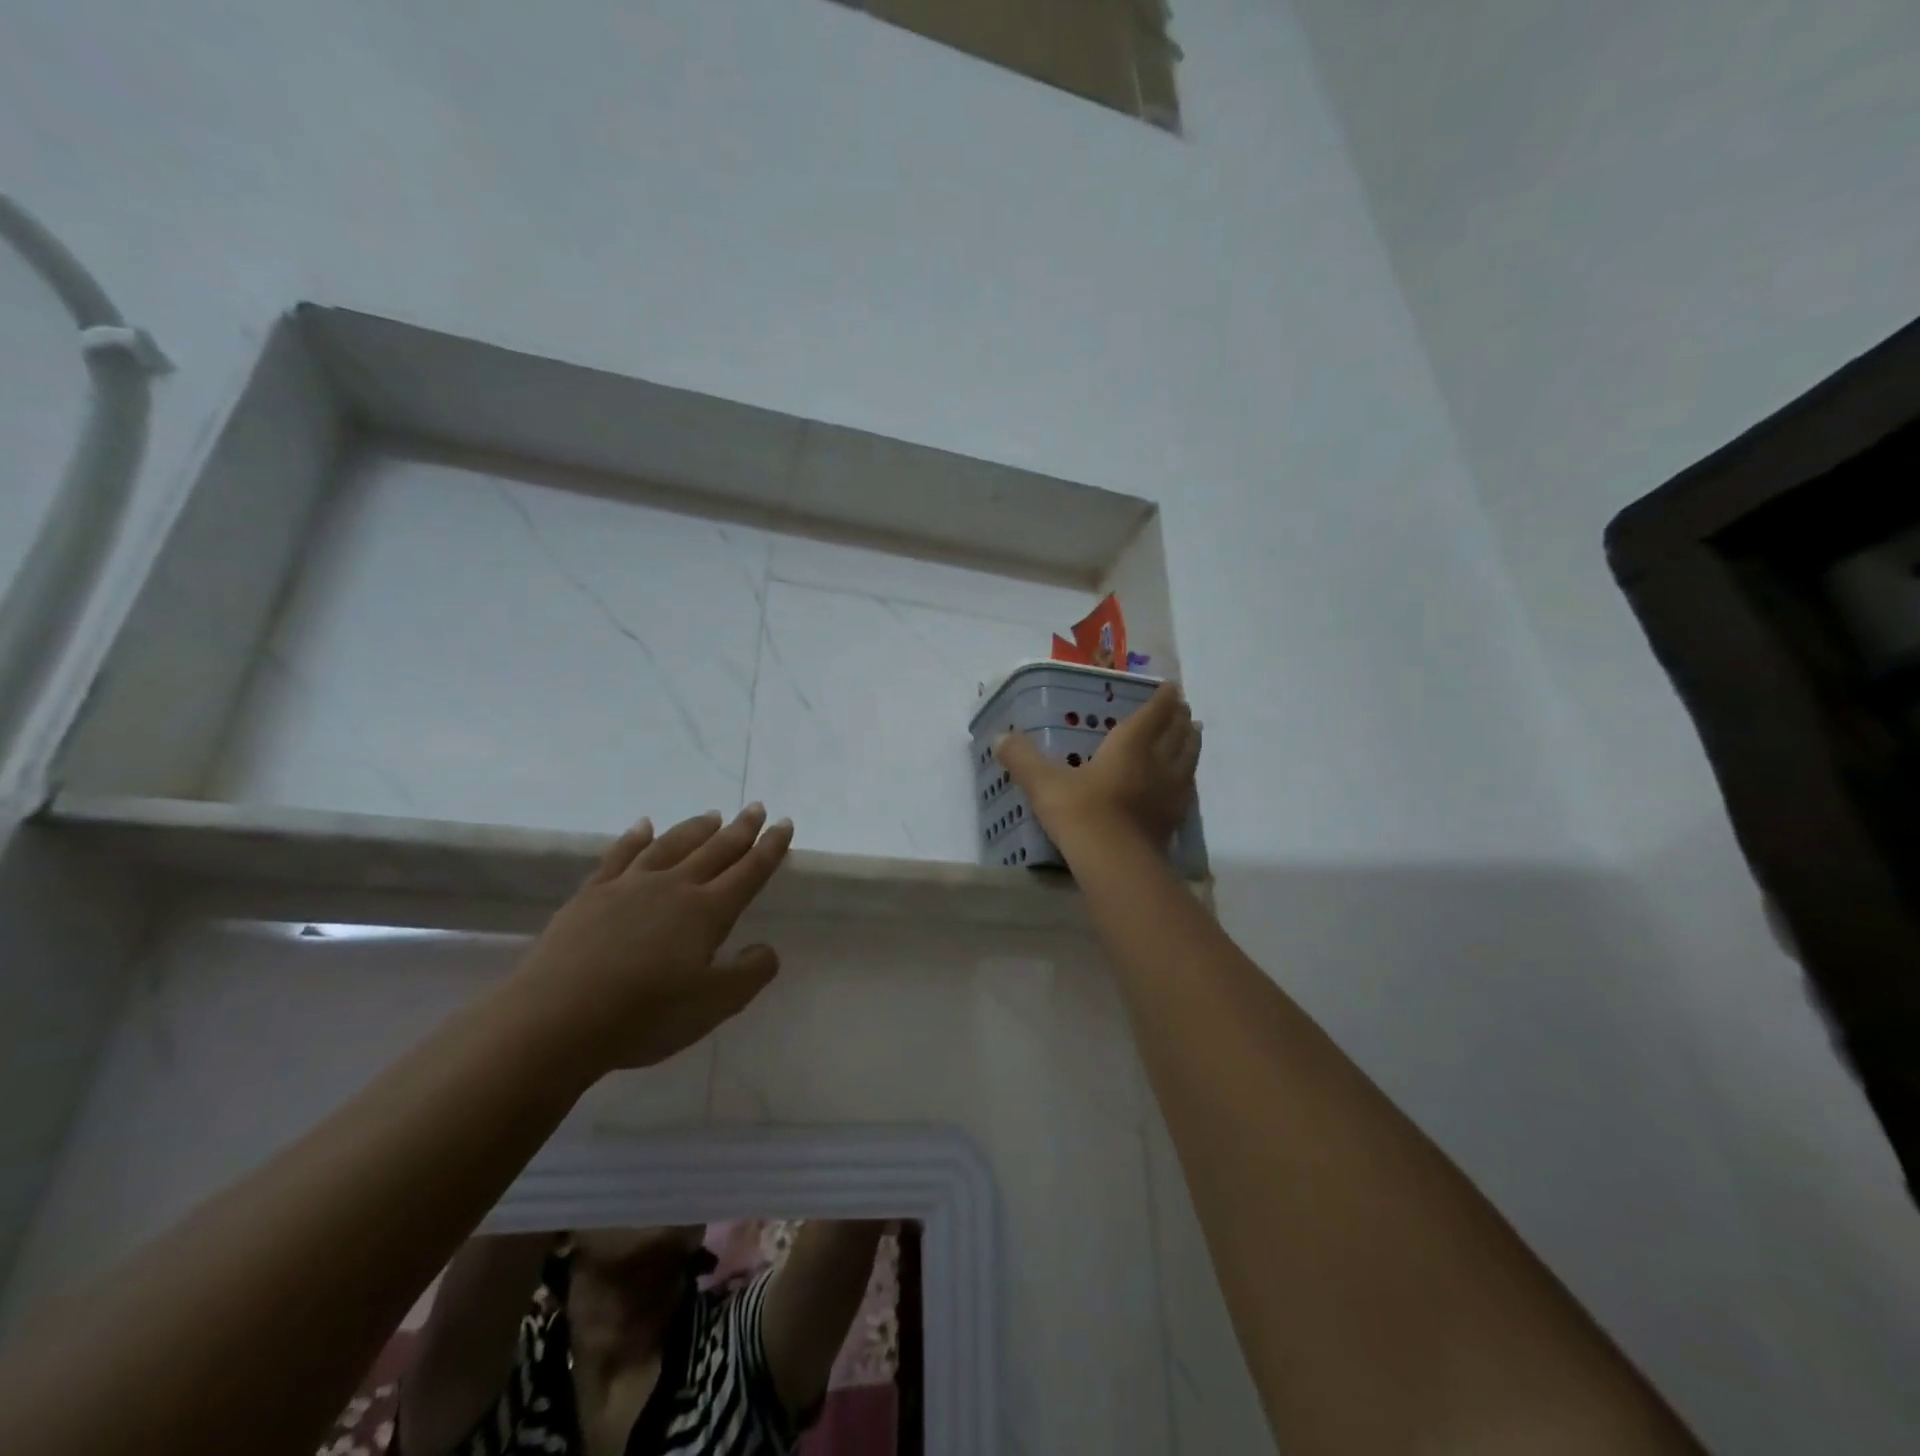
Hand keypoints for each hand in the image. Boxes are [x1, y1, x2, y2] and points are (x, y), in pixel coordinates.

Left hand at [512, 804, 793, 1071]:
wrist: (555, 1019)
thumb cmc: (644, 1015)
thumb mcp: (714, 1005)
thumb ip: (750, 973)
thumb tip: (767, 947)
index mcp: (707, 912)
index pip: (748, 872)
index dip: (770, 848)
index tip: (784, 824)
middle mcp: (673, 888)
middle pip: (714, 850)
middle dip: (740, 829)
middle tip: (756, 807)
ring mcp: (629, 887)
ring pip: (670, 846)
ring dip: (695, 829)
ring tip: (712, 815)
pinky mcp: (591, 895)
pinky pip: (619, 856)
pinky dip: (635, 837)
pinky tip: (644, 826)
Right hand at [996, 682, 1199, 848]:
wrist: (1115, 863)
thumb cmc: (1081, 812)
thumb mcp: (1044, 783)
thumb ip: (1022, 759)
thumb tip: (1000, 737)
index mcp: (1130, 745)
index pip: (1154, 713)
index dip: (1163, 698)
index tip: (1171, 687)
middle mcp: (1157, 763)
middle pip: (1177, 734)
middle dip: (1179, 718)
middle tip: (1182, 709)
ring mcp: (1170, 794)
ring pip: (1188, 760)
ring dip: (1191, 744)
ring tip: (1194, 734)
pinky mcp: (1173, 821)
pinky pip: (1187, 790)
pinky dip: (1188, 779)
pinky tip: (1184, 783)